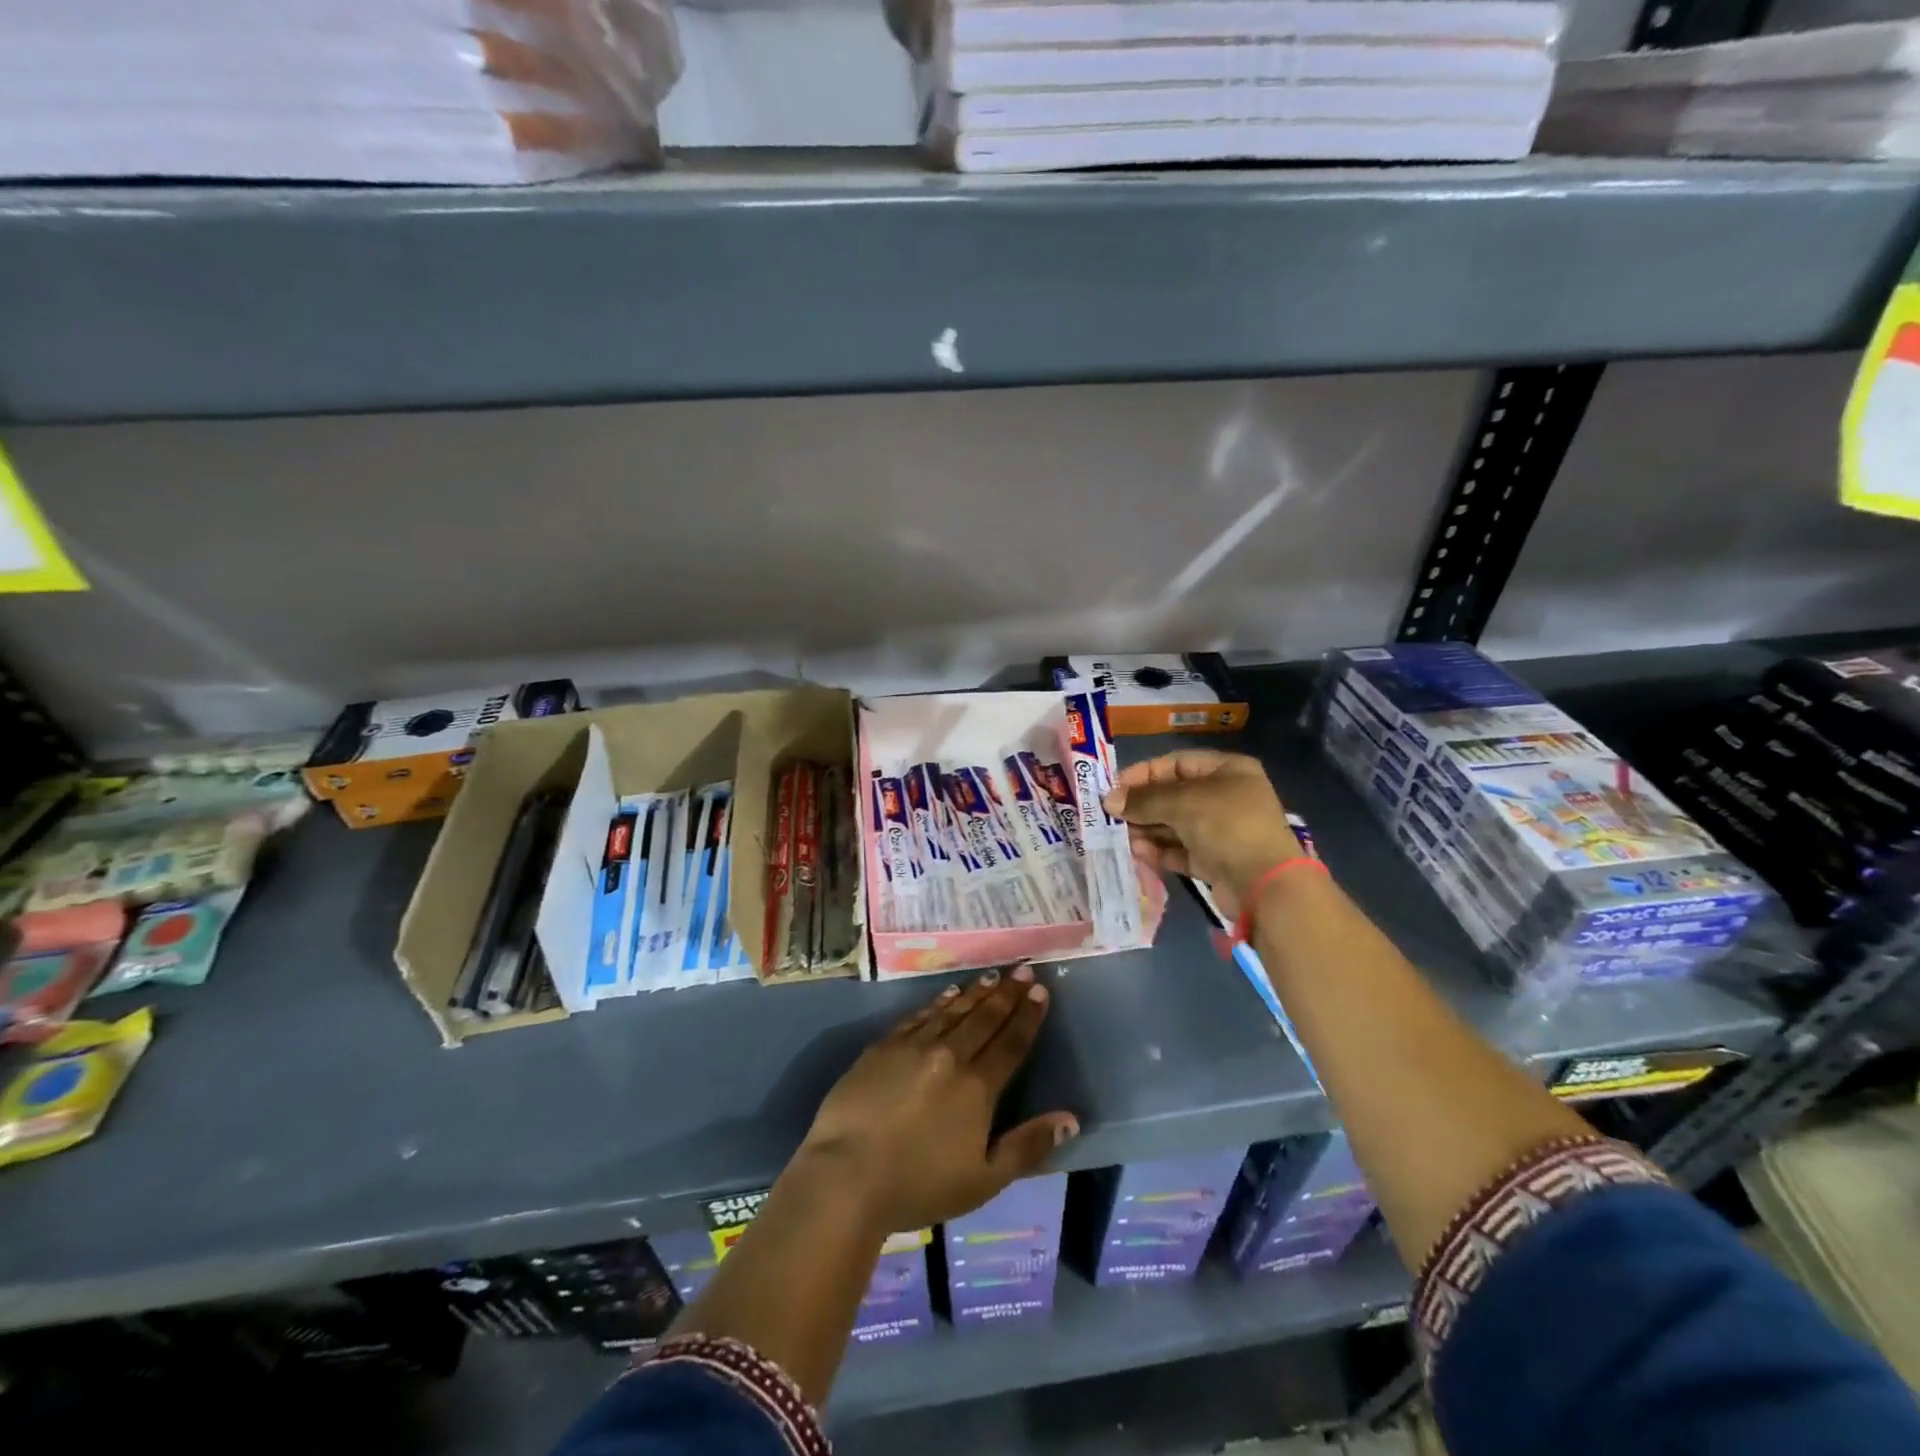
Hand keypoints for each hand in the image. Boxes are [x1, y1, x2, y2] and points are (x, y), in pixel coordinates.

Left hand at [797, 966, 1077, 1234]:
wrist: (846, 1175)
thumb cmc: (919, 1186)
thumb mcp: (984, 1180)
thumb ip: (1028, 1146)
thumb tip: (1070, 1118)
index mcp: (977, 1088)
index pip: (1011, 1043)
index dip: (1028, 1016)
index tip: (1040, 991)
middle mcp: (950, 1056)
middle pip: (985, 1018)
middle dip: (1008, 993)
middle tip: (1023, 969)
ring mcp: (913, 1047)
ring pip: (953, 1011)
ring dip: (975, 993)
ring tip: (992, 976)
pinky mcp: (883, 1047)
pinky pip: (919, 1016)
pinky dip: (938, 1003)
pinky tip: (947, 994)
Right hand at [1102, 750, 1302, 920]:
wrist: (1265, 885)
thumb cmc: (1226, 826)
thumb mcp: (1182, 803)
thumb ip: (1143, 800)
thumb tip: (1109, 800)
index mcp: (1227, 770)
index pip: (1176, 763)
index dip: (1143, 773)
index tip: (1114, 788)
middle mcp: (1225, 796)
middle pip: (1173, 795)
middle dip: (1142, 805)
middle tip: (1111, 816)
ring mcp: (1222, 830)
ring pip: (1174, 824)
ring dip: (1147, 830)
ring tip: (1121, 837)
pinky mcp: (1216, 860)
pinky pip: (1180, 849)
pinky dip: (1160, 851)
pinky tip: (1139, 853)